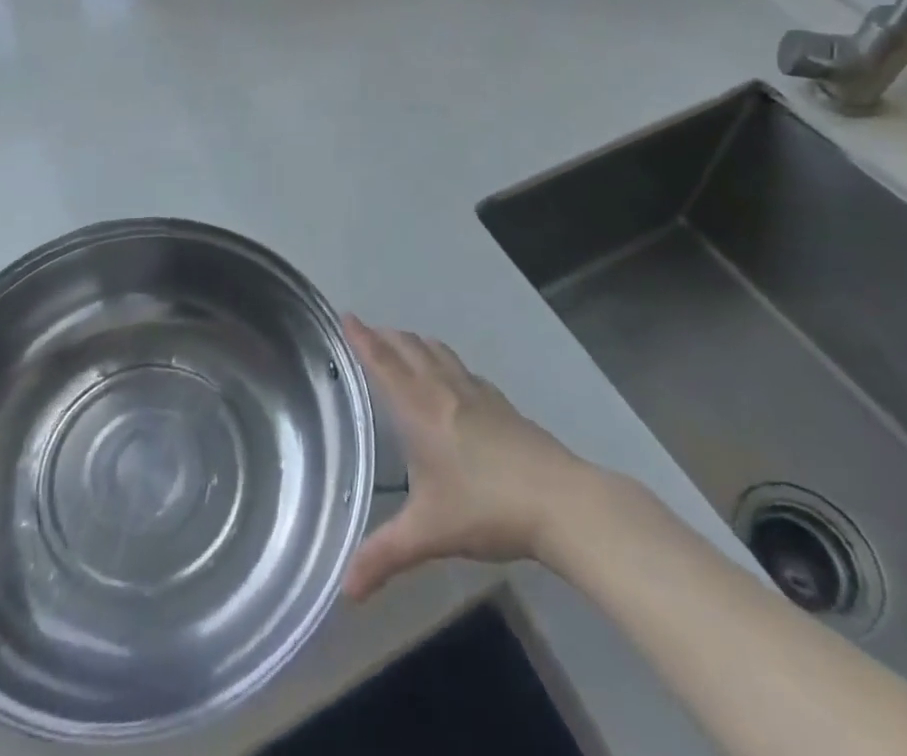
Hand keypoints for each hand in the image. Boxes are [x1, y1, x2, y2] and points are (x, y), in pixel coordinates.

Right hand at [343, 317, 586, 600]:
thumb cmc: (486, 508)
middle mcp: (443, 389)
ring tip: (402, 344)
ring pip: (437, 352)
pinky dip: (443, 360)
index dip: (362, 338)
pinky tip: (451, 377)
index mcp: (419, 408)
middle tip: (366, 331)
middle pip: (409, 348)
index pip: (383, 362)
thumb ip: (384, 556)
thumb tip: (346, 590)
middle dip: (385, 336)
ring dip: (414, 342)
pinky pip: (461, 368)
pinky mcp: (501, 403)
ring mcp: (476, 392)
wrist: (560, 501)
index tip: (346, 315)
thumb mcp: (429, 534)